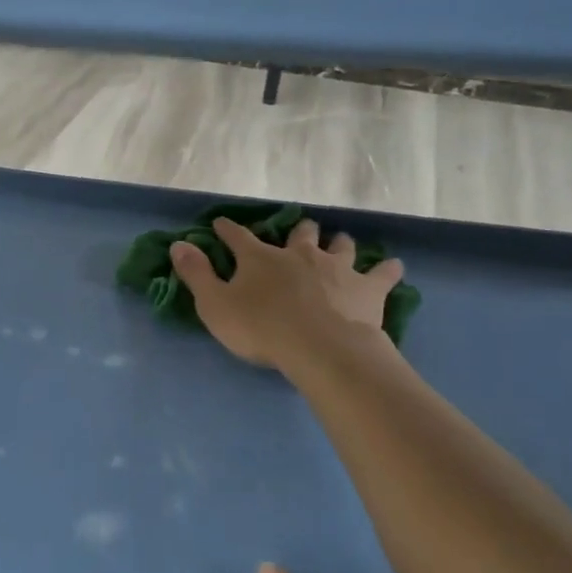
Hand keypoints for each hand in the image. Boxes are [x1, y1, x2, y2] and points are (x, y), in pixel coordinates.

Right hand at [170, 220, 402, 373]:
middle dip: (297, 231)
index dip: (227, 229)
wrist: (321, 349)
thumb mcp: (215, 305)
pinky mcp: (367, 288)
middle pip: (300, 233)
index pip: (238, 236)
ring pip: (340, 245)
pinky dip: (386, 269)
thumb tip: (179, 244)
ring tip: (339, 243)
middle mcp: (299, 254)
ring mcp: (337, 268)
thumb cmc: (262, 329)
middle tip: (298, 233)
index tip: (221, 224)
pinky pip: (382, 273)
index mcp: (260, 258)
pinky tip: (393, 266)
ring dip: (338, 243)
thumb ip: (196, 274)